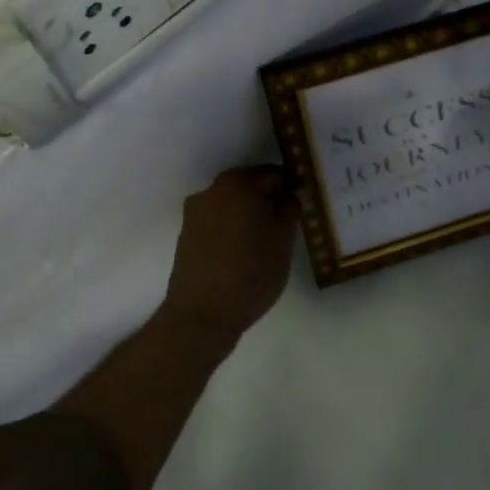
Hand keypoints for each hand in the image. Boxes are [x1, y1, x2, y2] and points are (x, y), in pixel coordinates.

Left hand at [161, 165, 297, 344]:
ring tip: (266, 238)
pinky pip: (218, 220)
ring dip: (249, 213)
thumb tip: (288, 196)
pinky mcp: (186, 233)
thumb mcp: (283, 240)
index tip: (303, 204)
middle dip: (269, 198)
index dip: (292, 187)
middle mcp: (213, 189)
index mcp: (239, 183)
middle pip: (250, 185)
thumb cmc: (250, 273)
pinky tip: (244, 249)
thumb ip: (289, 210)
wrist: (201, 315)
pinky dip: (233, 226)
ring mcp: (195, 211)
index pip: (274, 174)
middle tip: (287, 220)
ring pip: (232, 203)